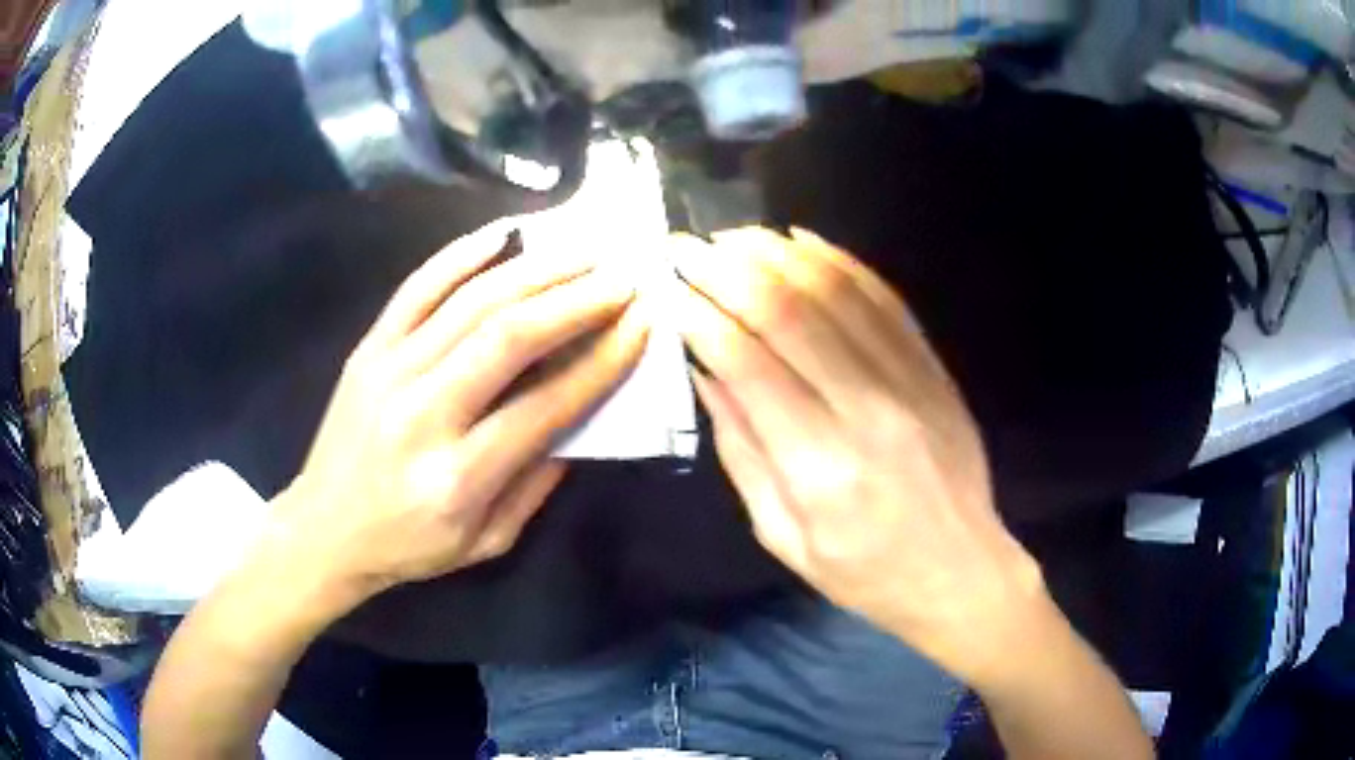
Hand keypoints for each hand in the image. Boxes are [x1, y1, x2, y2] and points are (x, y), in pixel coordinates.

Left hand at [268, 222, 648, 608]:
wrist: (325, 529)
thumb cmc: (410, 546)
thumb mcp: (488, 542)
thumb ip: (538, 482)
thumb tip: (583, 414)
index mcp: (458, 478)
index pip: (546, 405)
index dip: (603, 361)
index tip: (642, 326)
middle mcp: (422, 415)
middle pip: (508, 337)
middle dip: (576, 300)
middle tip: (622, 279)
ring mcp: (388, 372)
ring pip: (470, 303)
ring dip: (535, 271)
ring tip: (582, 252)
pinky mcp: (367, 349)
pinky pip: (416, 288)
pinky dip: (461, 254)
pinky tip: (504, 234)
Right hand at [672, 227, 1045, 685]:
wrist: (960, 572)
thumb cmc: (863, 572)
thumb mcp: (783, 535)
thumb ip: (742, 451)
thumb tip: (706, 372)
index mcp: (819, 467)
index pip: (748, 362)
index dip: (700, 314)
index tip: (669, 287)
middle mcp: (867, 410)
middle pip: (789, 312)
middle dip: (728, 269)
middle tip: (690, 247)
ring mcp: (910, 382)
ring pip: (837, 291)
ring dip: (778, 254)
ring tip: (734, 237)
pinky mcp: (934, 369)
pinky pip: (884, 299)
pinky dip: (839, 262)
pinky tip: (802, 241)